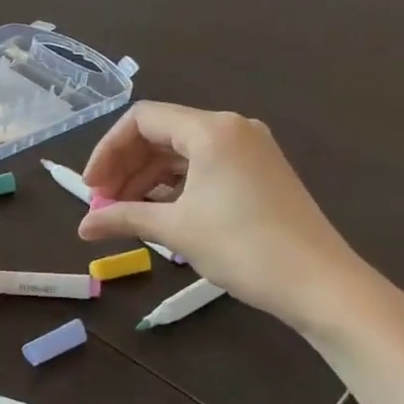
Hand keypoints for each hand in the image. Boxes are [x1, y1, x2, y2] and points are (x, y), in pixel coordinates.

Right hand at [76, 102, 384, 336]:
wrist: (320, 284)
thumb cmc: (243, 247)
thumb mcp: (175, 230)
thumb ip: (123, 218)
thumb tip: (82, 227)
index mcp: (211, 130)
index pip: (141, 120)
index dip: (107, 150)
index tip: (91, 188)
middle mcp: (231, 128)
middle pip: (160, 133)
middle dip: (125, 167)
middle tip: (102, 204)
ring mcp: (249, 150)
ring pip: (181, 152)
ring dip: (146, 179)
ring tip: (124, 213)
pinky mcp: (259, 172)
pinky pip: (204, 166)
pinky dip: (174, 186)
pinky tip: (158, 212)